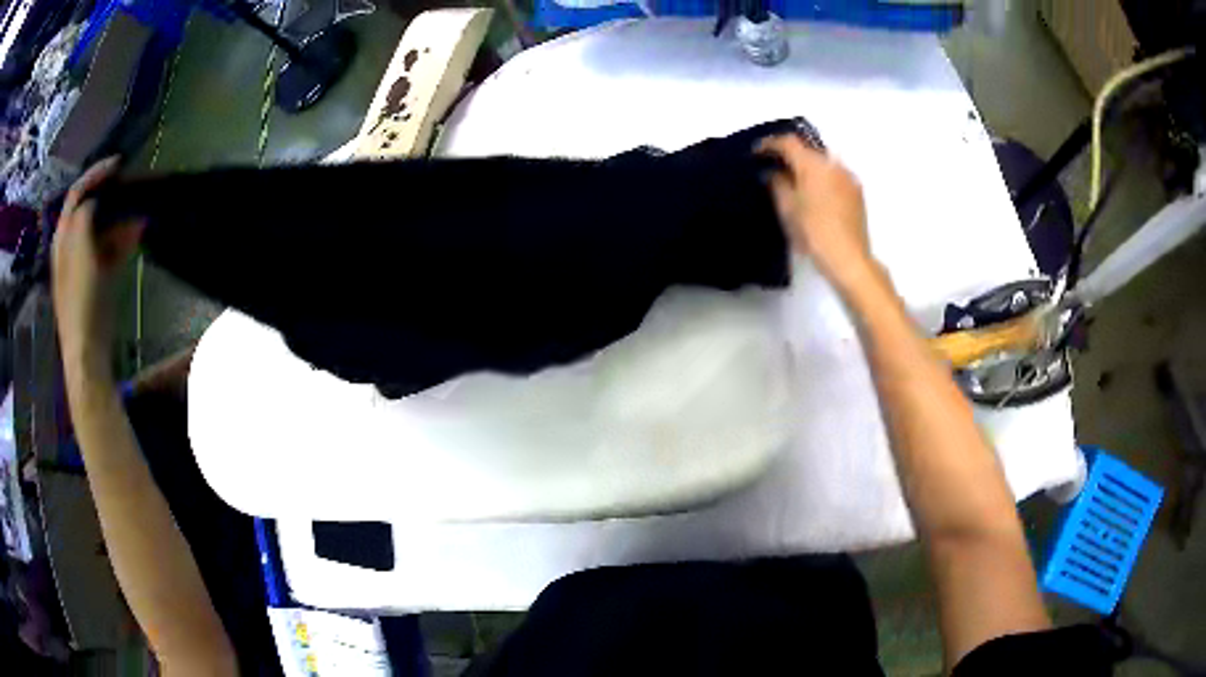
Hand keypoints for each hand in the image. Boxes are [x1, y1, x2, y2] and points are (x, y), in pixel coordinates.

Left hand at [52, 158, 142, 379]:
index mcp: (63, 236)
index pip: (77, 192)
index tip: (118, 163)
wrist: (86, 348)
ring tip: (140, 209)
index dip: (95, 173)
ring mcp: (84, 263)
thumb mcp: (79, 248)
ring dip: (120, 217)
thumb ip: (84, 215)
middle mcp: (71, 245)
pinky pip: (110, 250)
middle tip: (130, 185)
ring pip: (102, 228)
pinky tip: (138, 233)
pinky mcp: (97, 279)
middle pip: (90, 208)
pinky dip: (123, 239)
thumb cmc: (79, 297)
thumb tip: (96, 199)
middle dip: (110, 194)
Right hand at [759, 135, 873, 289]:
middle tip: (774, 166)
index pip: (788, 142)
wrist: (849, 258)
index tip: (756, 152)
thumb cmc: (813, 232)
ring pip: (822, 163)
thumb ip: (777, 184)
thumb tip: (774, 172)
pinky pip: (834, 176)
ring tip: (793, 180)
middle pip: (807, 150)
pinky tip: (814, 194)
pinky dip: (821, 178)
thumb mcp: (787, 208)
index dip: (770, 144)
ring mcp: (848, 177)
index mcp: (813, 164)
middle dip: (790, 155)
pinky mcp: (856, 192)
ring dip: (807, 167)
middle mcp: (832, 164)